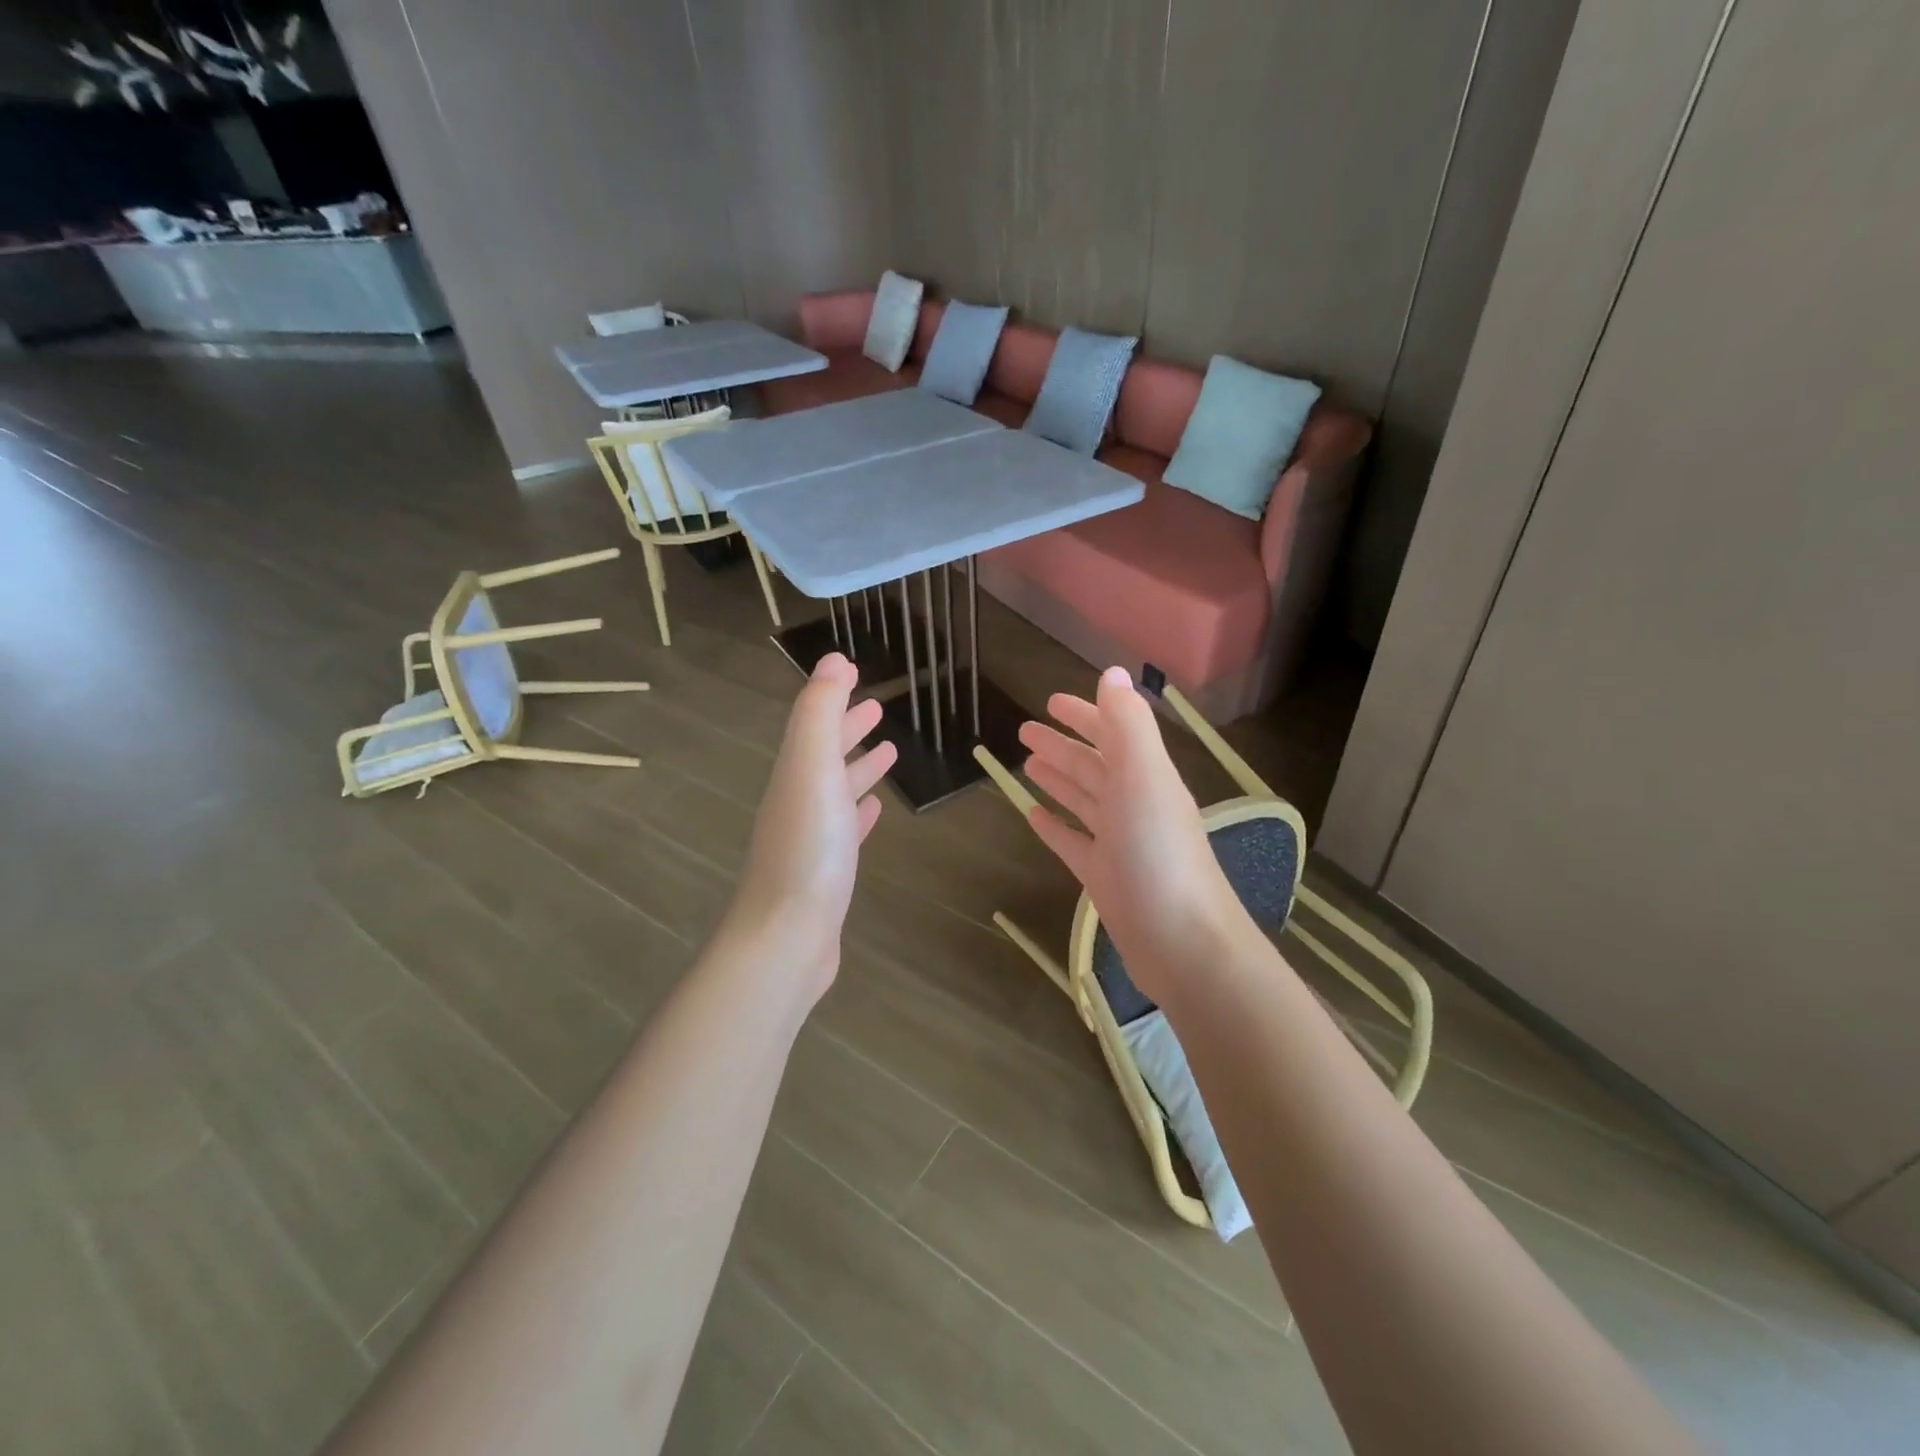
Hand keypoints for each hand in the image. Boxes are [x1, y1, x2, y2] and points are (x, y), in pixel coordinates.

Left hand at [727, 653, 895, 1000]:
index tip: (856, 674)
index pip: (813, 723)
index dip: (833, 697)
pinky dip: (859, 812)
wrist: (786, 938)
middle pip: (823, 755)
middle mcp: (798, 800)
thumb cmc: (807, 849)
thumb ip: (820, 713)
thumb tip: (832, 659)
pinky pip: (845, 829)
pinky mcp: (825, 873)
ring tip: (890, 752)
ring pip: (836, 790)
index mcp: (795, 773)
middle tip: (878, 709)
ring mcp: (809, 839)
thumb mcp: (813, 769)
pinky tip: (874, 811)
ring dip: (858, 767)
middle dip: (848, 729)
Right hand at [1019, 667, 1241, 1001]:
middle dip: (1062, 745)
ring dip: (1058, 779)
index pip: (1113, 733)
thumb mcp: (1144, 778)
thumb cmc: (1159, 854)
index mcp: (1147, 777)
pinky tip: (1033, 817)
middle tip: (1023, 731)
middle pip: (1093, 766)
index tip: (1050, 702)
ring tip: (1027, 764)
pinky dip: (1055, 827)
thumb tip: (1113, 672)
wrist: (1183, 944)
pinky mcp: (1104, 878)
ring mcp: (1119, 843)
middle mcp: (1134, 804)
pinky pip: (1073, 843)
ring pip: (1083, 801)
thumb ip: (1128, 724)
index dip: (1085, 714)